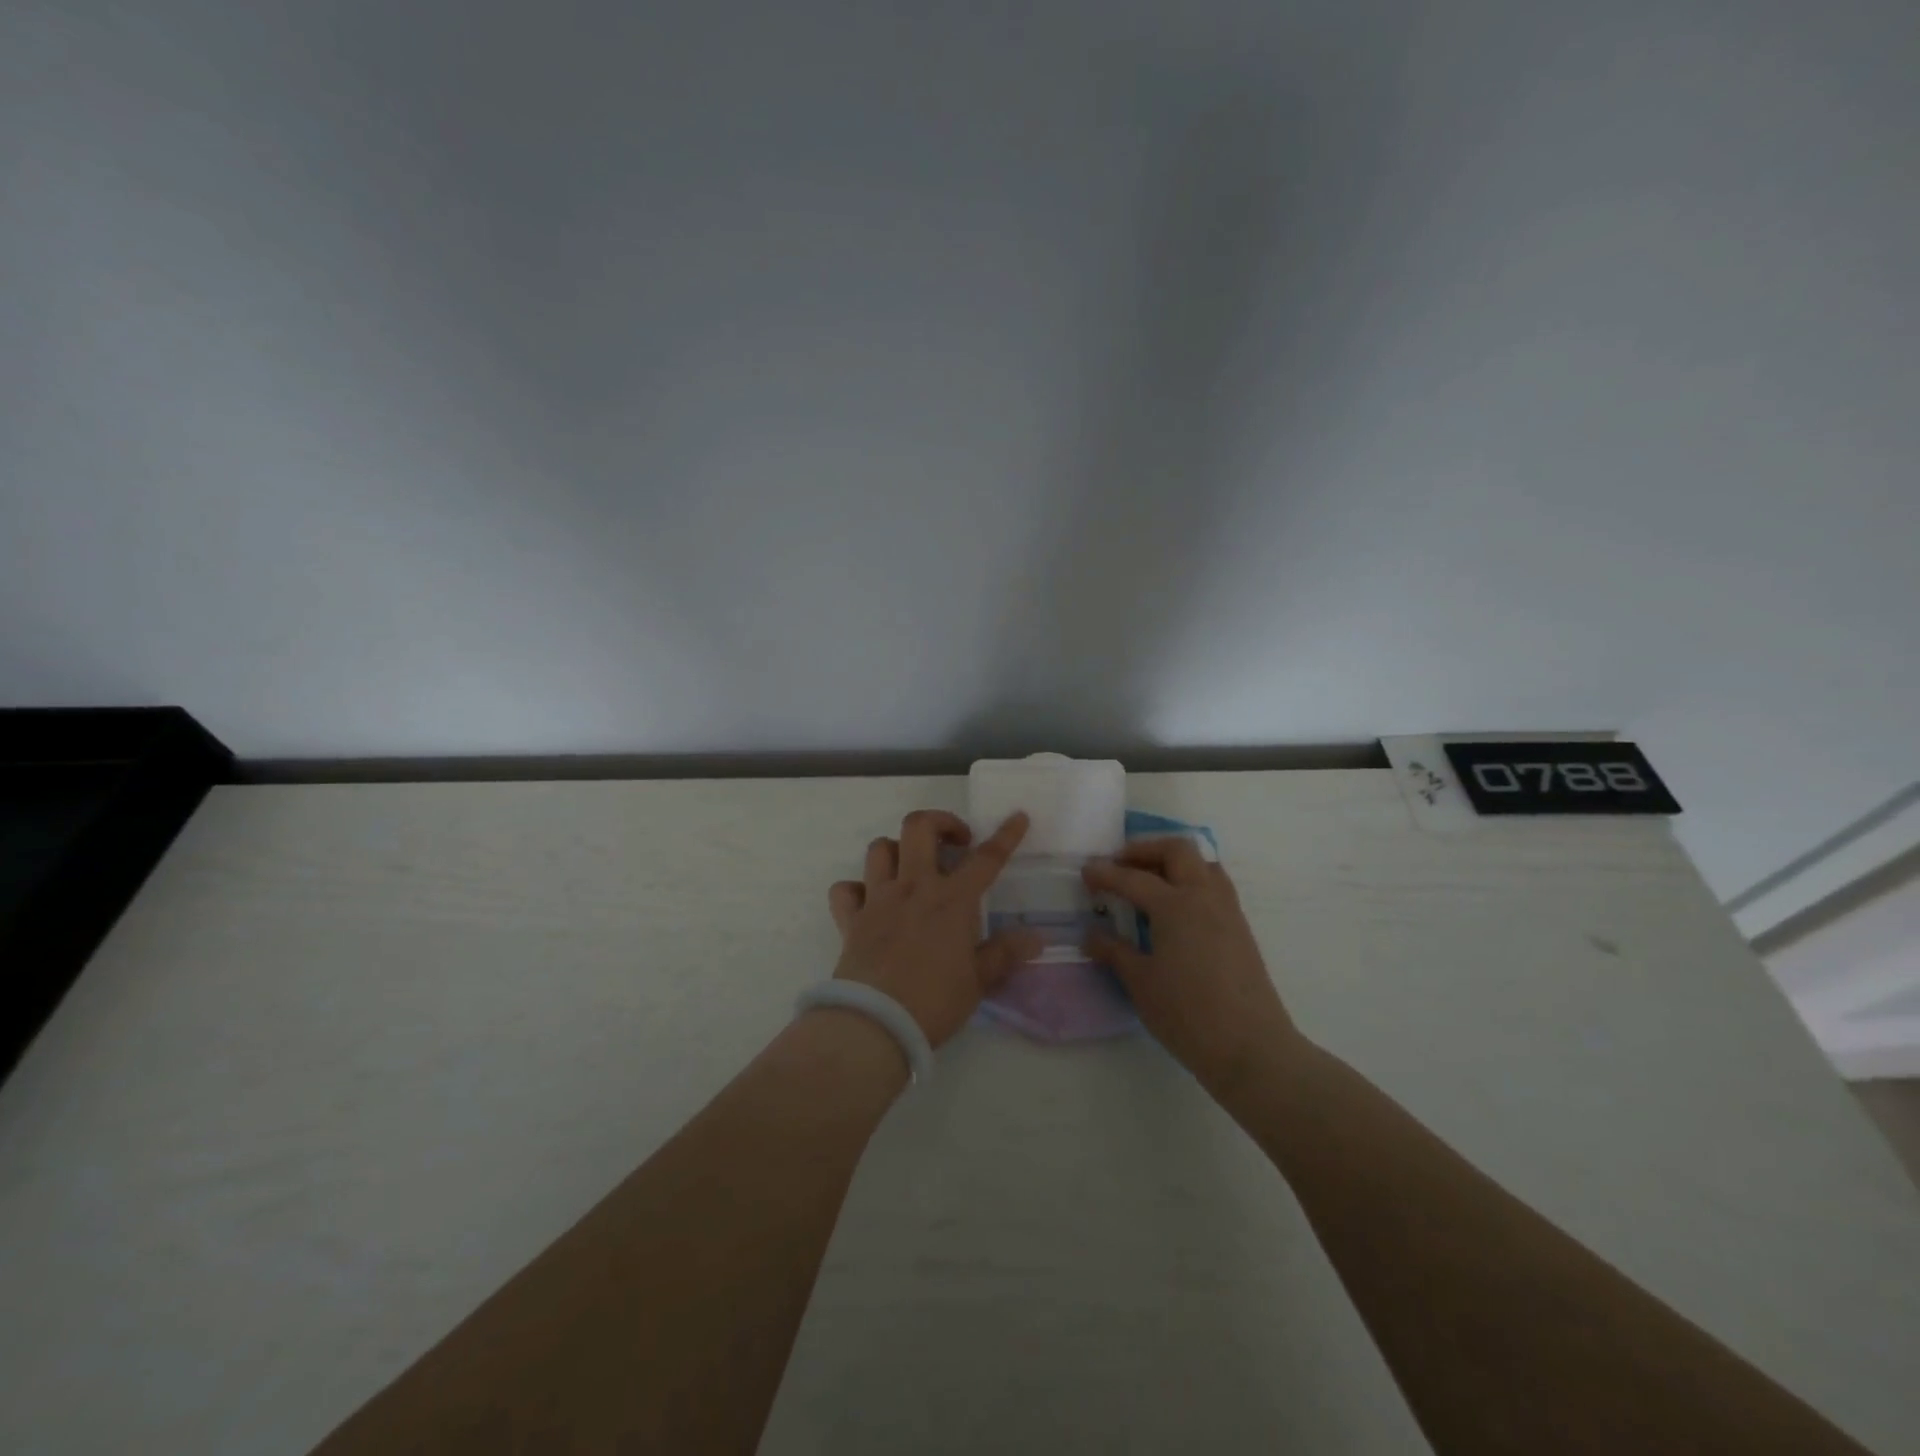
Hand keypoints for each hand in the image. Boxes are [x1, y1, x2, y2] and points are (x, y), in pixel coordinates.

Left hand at [826, 810, 1043, 1047]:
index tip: (1017, 816)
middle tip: (955, 842)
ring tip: (911, 868)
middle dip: (940, 822)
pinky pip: (845, 889)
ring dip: (897, 850)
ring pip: (879, 848)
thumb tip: (1037, 938)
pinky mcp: (851, 919)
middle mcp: (913, 887)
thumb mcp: (978, 981)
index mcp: (952, 900)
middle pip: (919, 828)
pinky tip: (868, 902)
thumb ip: (1005, 954)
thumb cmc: (934, 1002)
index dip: (1005, 835)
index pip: (986, 859)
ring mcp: (878, 899)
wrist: (875, 1024)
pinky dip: (856, 889)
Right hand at [1082, 838, 1298, 1092]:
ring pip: (1202, 863)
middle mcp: (1204, 896)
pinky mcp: (1240, 928)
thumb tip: (1091, 934)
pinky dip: (1191, 880)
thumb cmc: (1188, 1014)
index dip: (1105, 873)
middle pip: (1176, 851)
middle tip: (1119, 865)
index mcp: (1176, 905)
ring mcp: (1228, 910)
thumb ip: (1114, 951)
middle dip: (1144, 850)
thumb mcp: (1141, 983)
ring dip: (1173, 862)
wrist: (1251, 1048)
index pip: (1133, 878)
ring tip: (1149, 880)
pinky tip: (1176, 907)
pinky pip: (1215, 885)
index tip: (1085, 872)